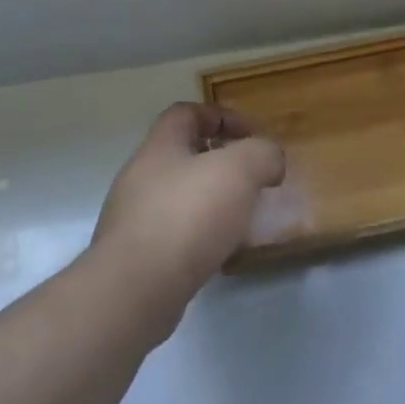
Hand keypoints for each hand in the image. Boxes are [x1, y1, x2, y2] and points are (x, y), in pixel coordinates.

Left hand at [87, 104, 285, 334]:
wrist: (136, 290)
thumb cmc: (189, 216)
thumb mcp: (241, 170)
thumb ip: (263, 154)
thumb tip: (270, 161)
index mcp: (160, 147)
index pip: (186, 113)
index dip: (221, 116)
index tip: (253, 136)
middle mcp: (141, 177)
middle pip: (183, 155)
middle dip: (222, 162)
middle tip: (254, 178)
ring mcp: (135, 218)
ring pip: (181, 195)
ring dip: (214, 199)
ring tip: (244, 216)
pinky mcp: (138, 256)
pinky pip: (177, 232)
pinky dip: (202, 233)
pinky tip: (222, 249)